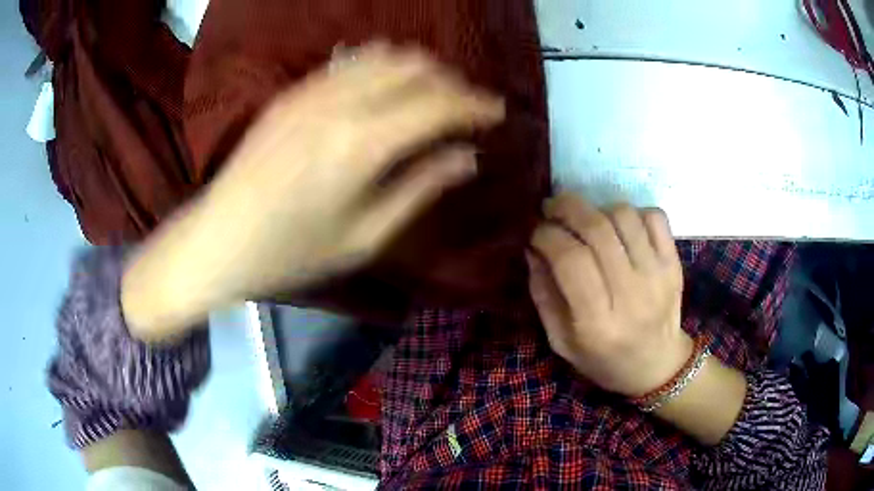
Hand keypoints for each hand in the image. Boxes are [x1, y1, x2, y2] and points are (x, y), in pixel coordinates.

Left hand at [122, 44, 504, 340]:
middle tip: (467, 108)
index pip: (439, 104)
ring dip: (419, 70)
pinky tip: (387, 89)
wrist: (218, 240)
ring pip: (384, 56)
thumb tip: (467, 157)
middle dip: (451, 83)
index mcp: (362, 144)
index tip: (498, 112)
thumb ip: (420, 188)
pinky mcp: (292, 92)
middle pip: (416, 69)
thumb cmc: (291, 254)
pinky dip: (381, 67)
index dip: (476, 105)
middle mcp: (340, 103)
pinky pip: (350, 61)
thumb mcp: (364, 237)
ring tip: (432, 95)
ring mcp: (311, 91)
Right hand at [527, 193, 691, 397]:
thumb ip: (543, 295)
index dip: (546, 235)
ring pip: (624, 216)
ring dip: (597, 209)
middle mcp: (631, 294)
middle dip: (566, 208)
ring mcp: (658, 275)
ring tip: (587, 221)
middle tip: (551, 208)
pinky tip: (620, 227)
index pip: (570, 259)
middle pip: (597, 229)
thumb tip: (533, 248)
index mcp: (598, 323)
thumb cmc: (604, 360)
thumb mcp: (561, 342)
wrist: (657, 366)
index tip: (534, 233)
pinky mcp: (674, 263)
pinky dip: (633, 212)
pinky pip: (654, 217)